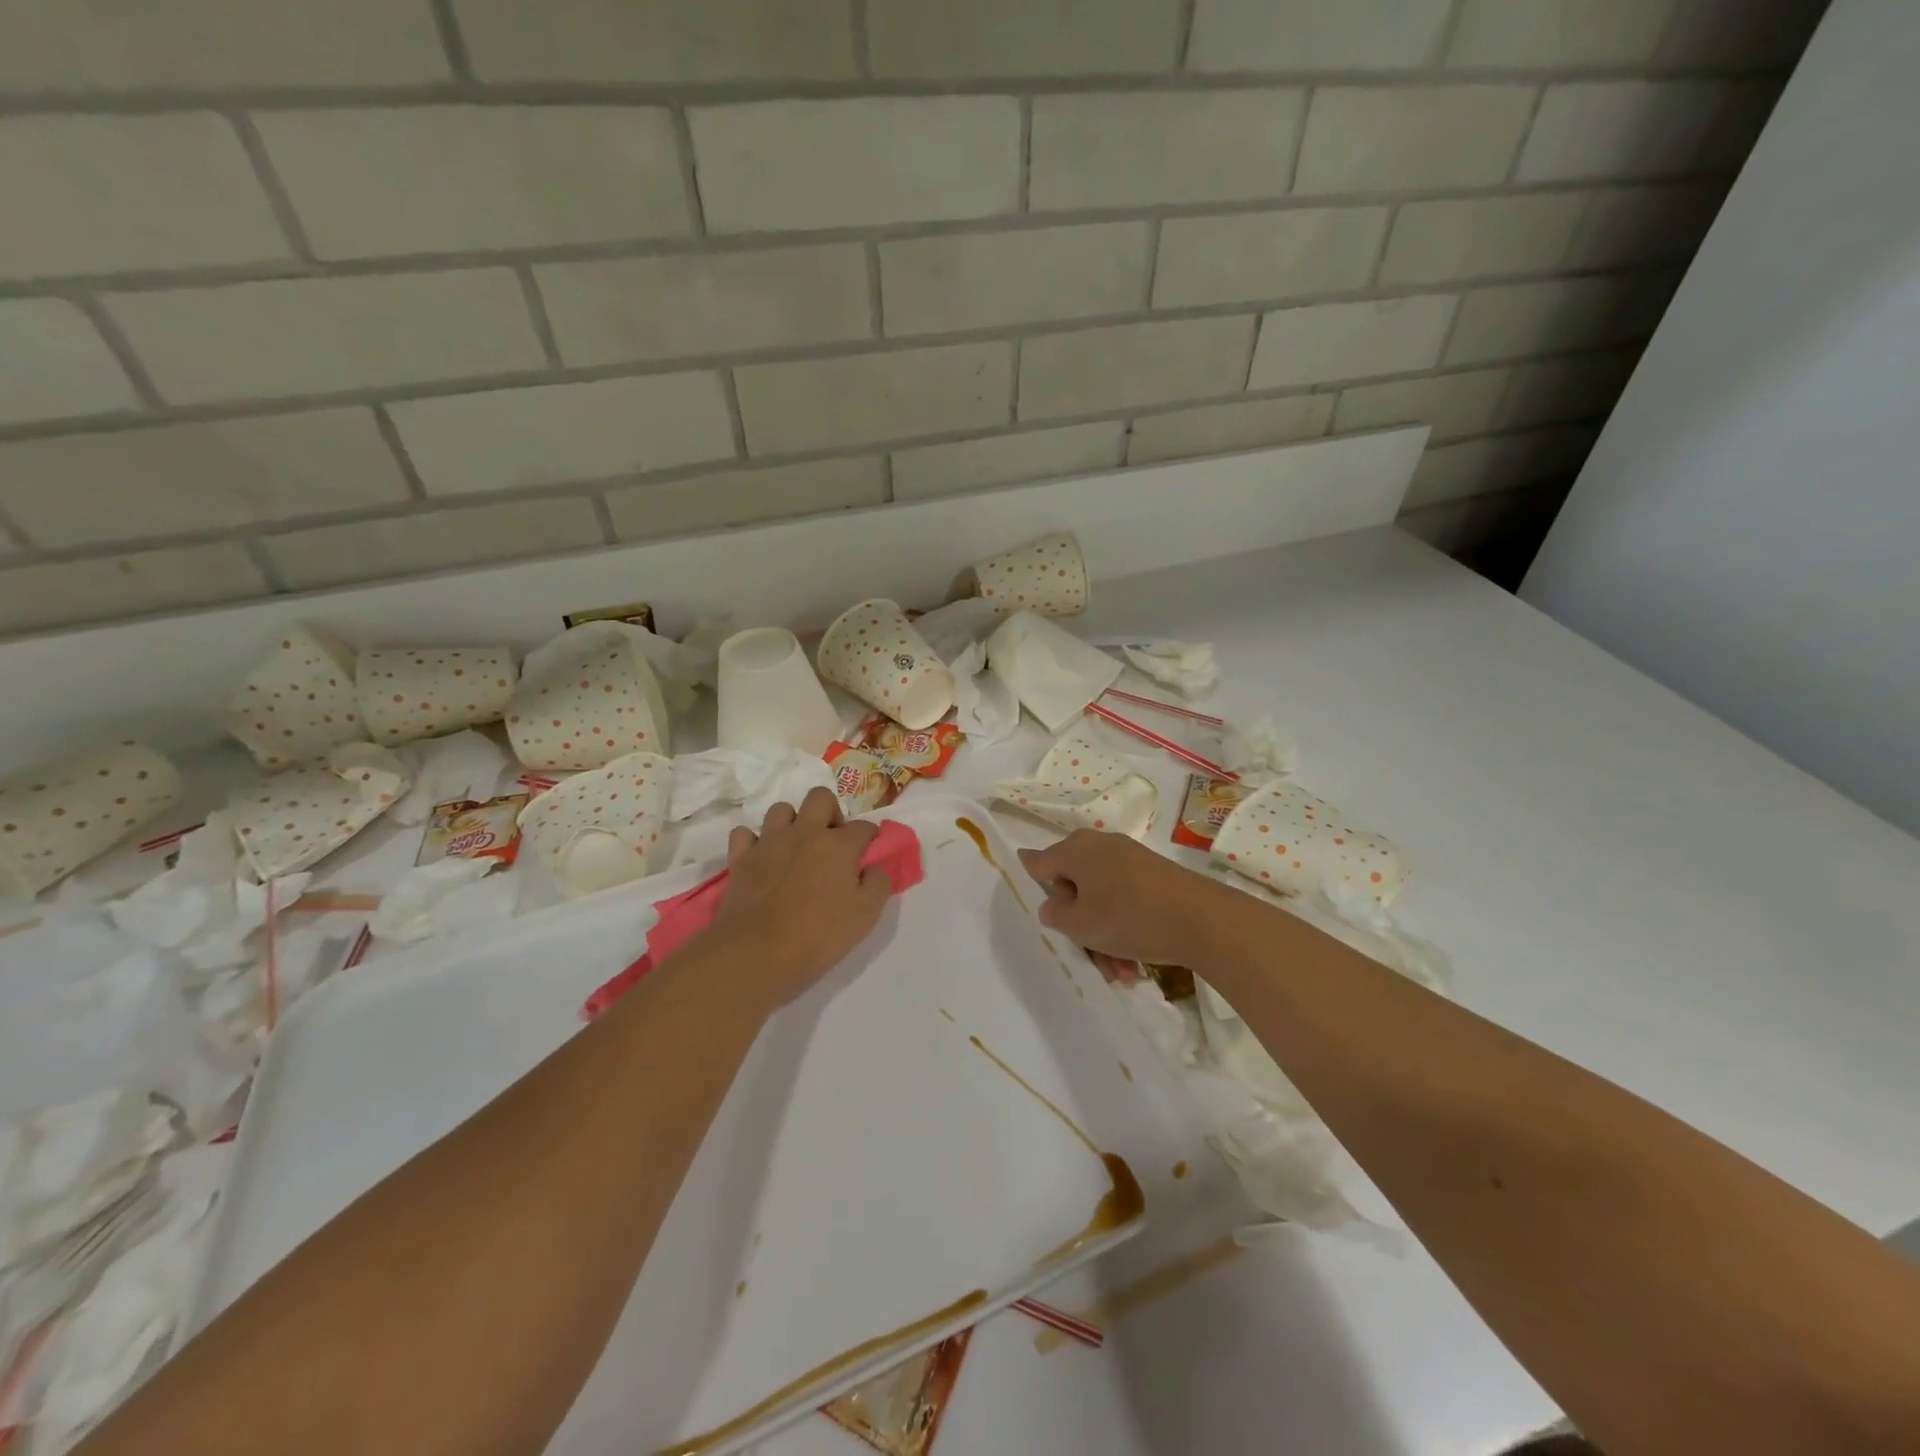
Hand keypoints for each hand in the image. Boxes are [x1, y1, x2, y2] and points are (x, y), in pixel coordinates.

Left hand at [709, 788, 893, 1006]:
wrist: (756, 953)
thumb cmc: (818, 935)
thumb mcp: (866, 916)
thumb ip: (878, 884)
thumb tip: (875, 867)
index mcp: (838, 845)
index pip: (864, 827)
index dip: (870, 838)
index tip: (869, 854)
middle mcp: (804, 832)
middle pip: (820, 798)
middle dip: (830, 813)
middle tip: (832, 843)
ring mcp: (769, 842)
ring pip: (781, 810)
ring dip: (792, 823)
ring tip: (796, 849)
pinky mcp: (741, 857)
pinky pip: (744, 834)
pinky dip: (753, 841)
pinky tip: (761, 858)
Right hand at [1018, 830, 1226, 966]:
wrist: (1202, 919)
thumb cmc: (1128, 917)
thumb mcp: (1080, 924)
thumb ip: (1055, 914)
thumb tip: (1052, 904)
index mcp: (1075, 849)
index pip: (1038, 862)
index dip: (1031, 882)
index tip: (1032, 904)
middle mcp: (1100, 846)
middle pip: (1073, 887)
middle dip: (1078, 925)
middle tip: (1086, 954)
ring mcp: (1129, 859)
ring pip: (1101, 900)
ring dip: (1103, 937)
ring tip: (1120, 973)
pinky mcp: (1153, 875)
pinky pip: (1125, 901)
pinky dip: (1124, 929)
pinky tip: (1134, 964)